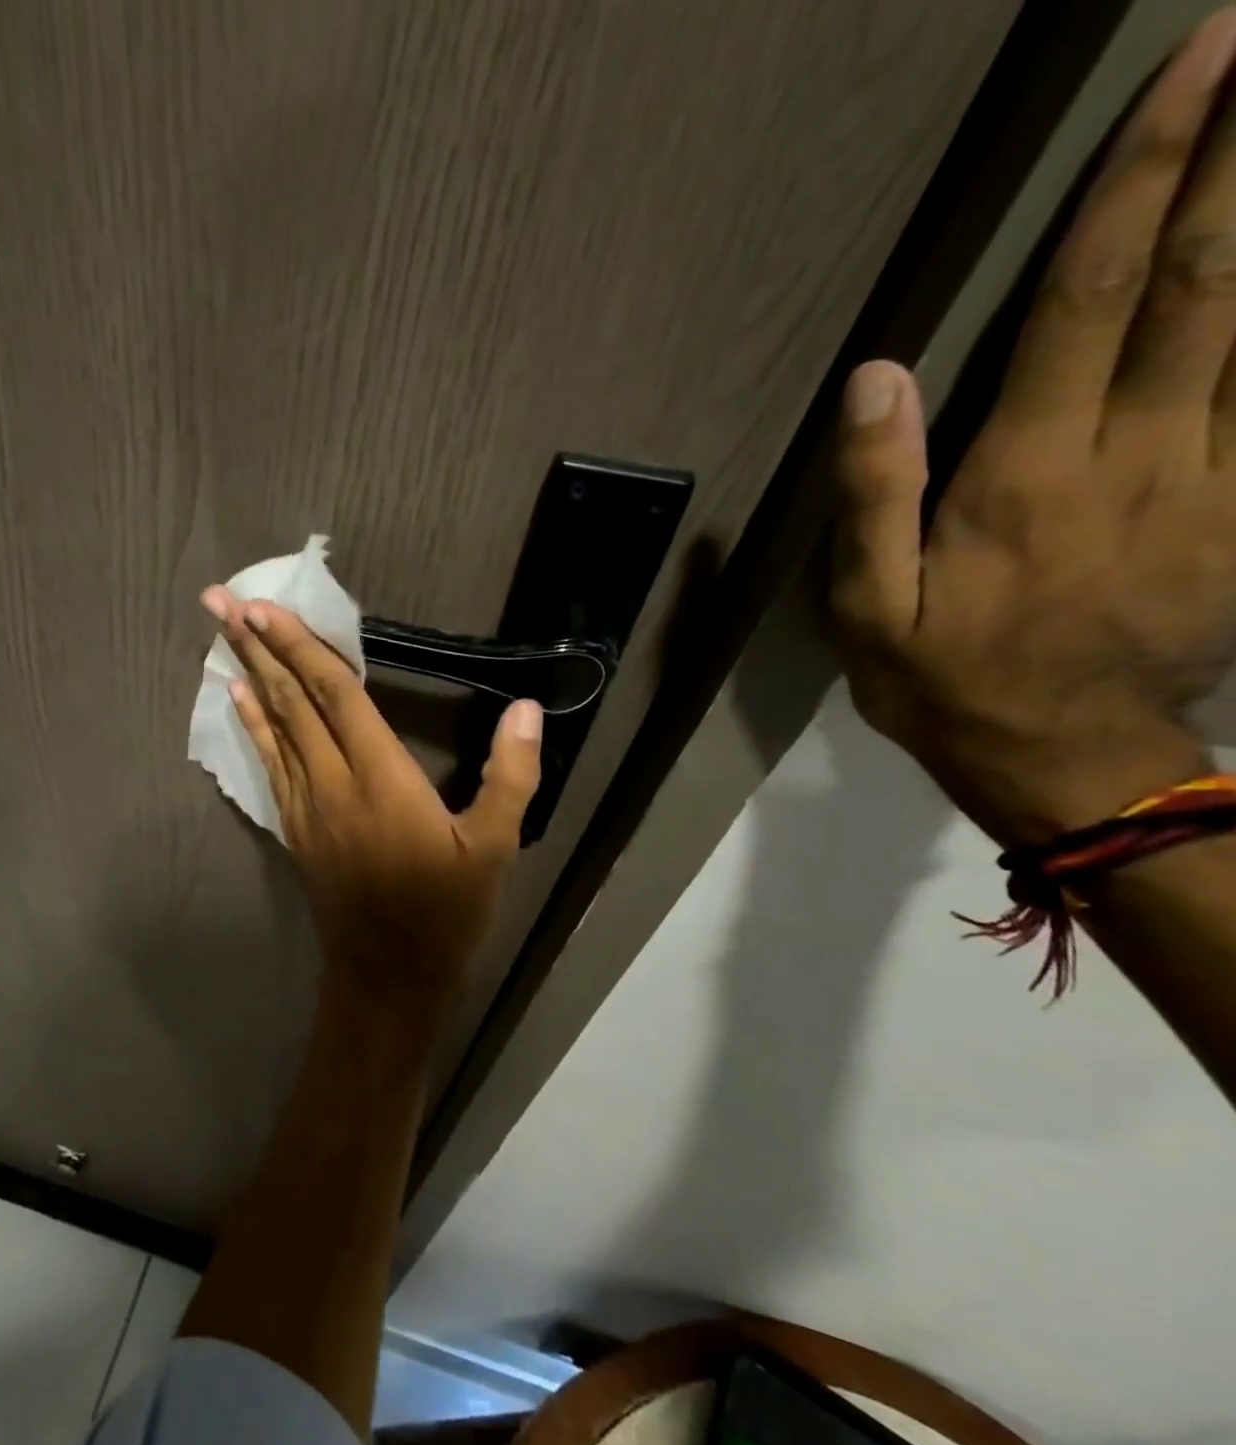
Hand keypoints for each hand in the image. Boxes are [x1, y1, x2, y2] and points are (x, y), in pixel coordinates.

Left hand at [200, 585, 542, 1006]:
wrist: (387, 978)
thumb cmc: (445, 914)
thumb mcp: (494, 849)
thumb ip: (511, 777)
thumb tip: (527, 709)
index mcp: (383, 779)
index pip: (335, 696)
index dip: (300, 647)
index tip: (264, 608)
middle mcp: (333, 783)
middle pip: (292, 701)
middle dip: (257, 646)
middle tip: (220, 601)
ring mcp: (305, 806)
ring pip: (273, 726)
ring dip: (248, 675)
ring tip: (220, 634)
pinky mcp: (293, 827)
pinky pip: (269, 763)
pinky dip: (253, 725)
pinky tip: (238, 698)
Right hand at [832, 9, 1235, 845]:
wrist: (1062, 750)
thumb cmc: (941, 675)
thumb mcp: (867, 601)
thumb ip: (874, 491)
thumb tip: (874, 379)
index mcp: (1027, 474)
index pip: (1089, 304)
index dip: (1139, 184)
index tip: (1192, 69)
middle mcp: (1139, 450)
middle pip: (1208, 279)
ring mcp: (1217, 471)